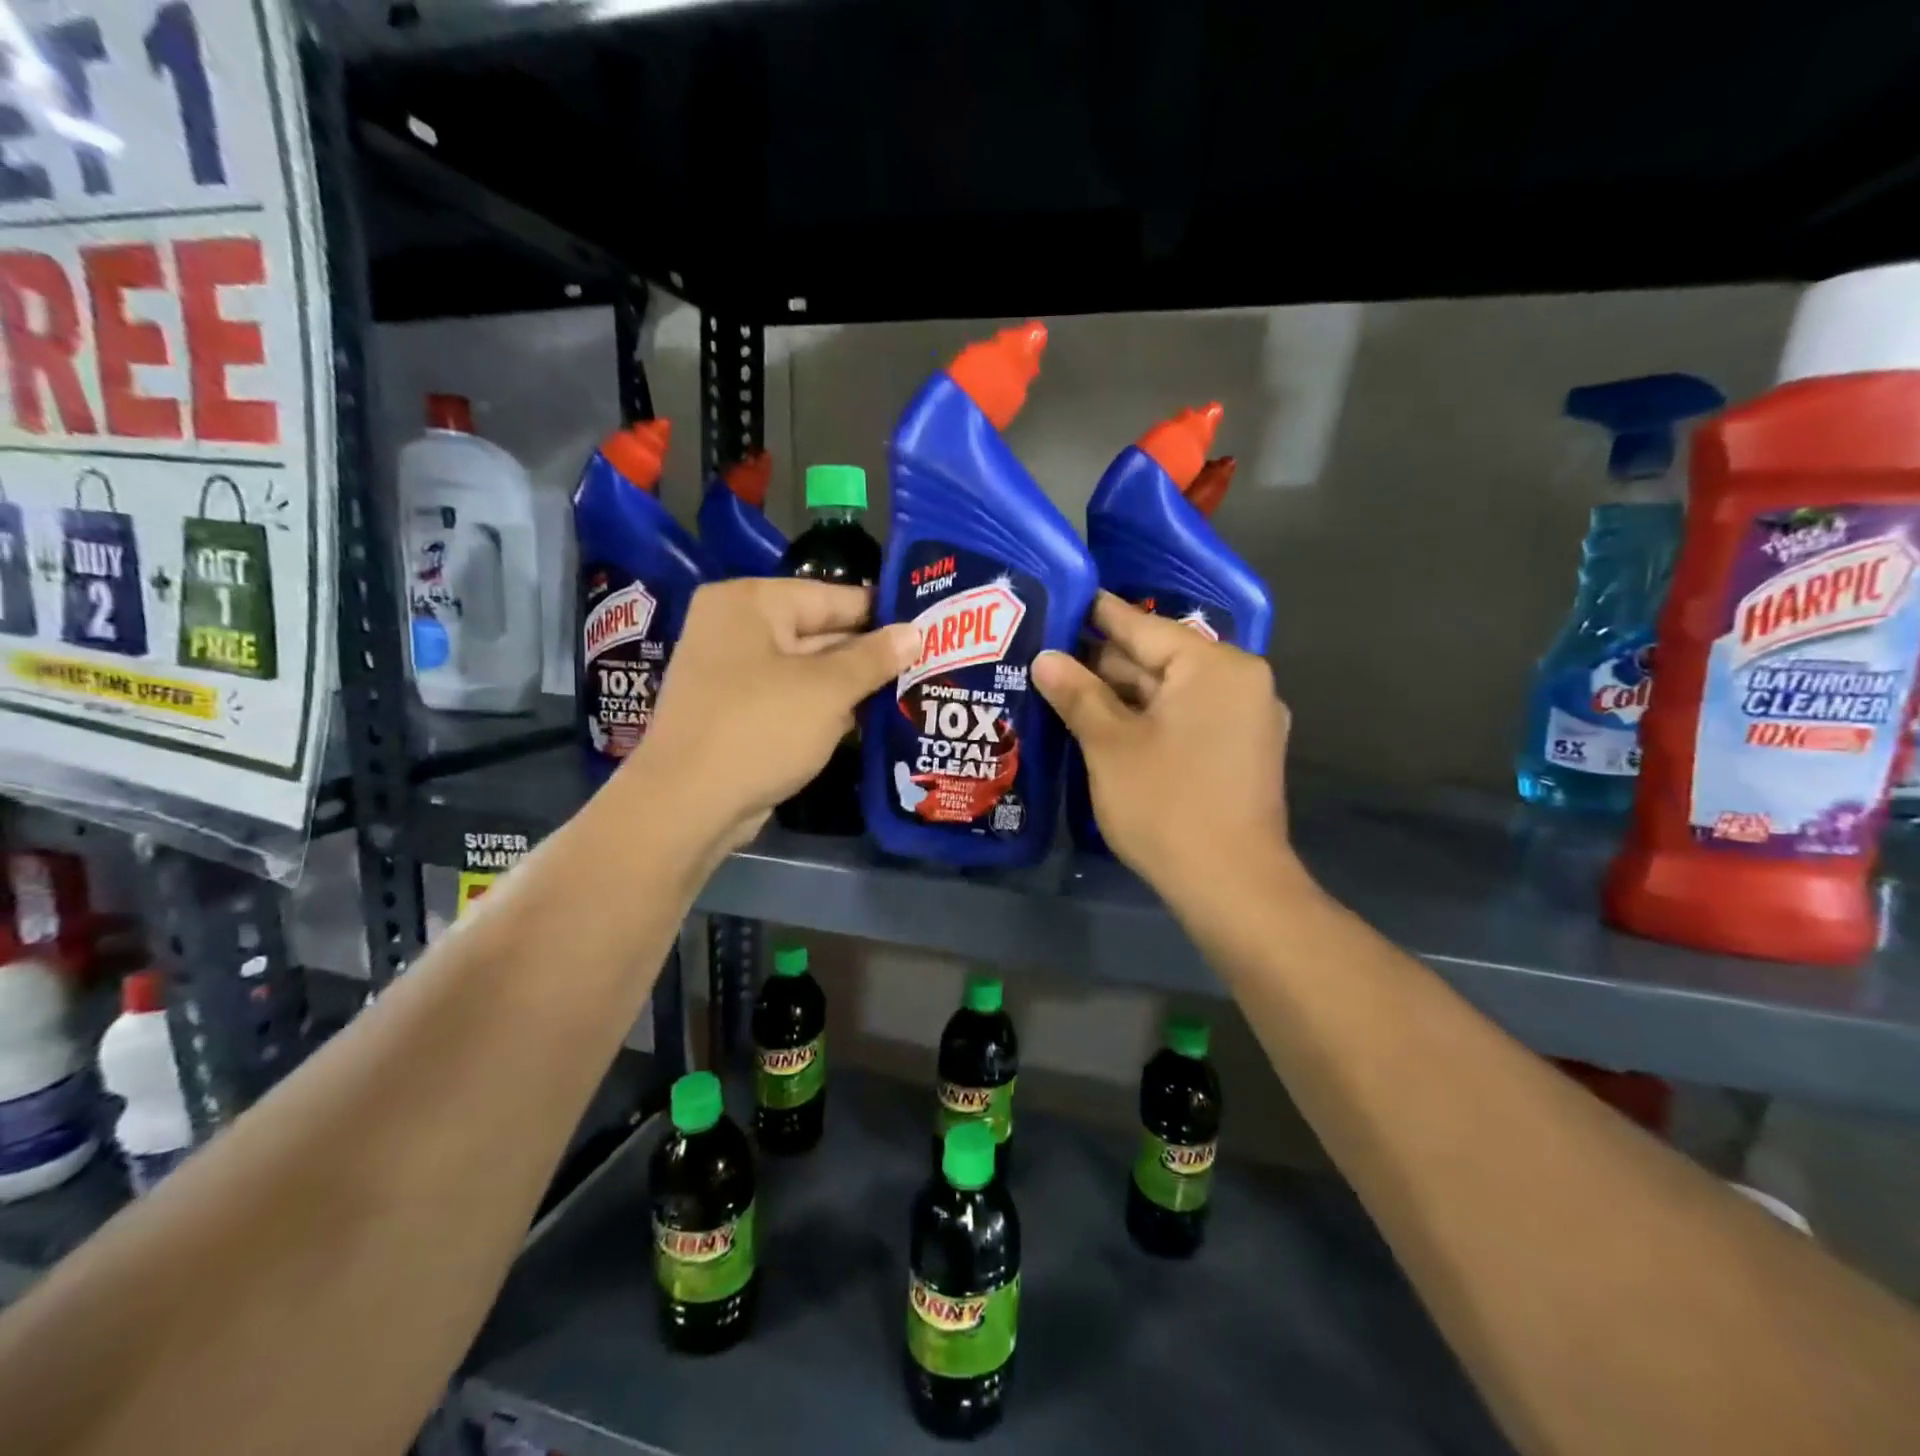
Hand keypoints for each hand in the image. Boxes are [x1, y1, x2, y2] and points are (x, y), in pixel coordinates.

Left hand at [621, 578, 917, 854]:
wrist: (687, 804)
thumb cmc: (760, 728)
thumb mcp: (828, 689)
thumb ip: (874, 657)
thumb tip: (915, 632)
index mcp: (751, 603)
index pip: (831, 596)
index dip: (881, 613)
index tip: (928, 624)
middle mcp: (736, 629)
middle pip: (819, 632)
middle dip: (869, 653)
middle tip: (927, 661)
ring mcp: (733, 674)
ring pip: (807, 670)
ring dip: (852, 684)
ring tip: (911, 688)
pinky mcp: (737, 714)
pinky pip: (792, 699)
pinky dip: (825, 708)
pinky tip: (870, 719)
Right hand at [1034, 593, 1296, 900]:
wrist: (1231, 885)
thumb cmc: (1166, 805)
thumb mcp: (1110, 745)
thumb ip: (1078, 694)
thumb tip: (1045, 658)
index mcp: (1214, 666)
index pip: (1144, 627)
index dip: (1097, 615)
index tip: (1064, 598)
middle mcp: (1240, 682)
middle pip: (1159, 659)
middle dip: (1104, 661)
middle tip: (1050, 654)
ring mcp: (1246, 719)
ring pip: (1172, 691)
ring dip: (1123, 694)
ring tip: (1066, 687)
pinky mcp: (1241, 752)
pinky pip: (1187, 717)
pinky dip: (1149, 717)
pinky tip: (1105, 723)